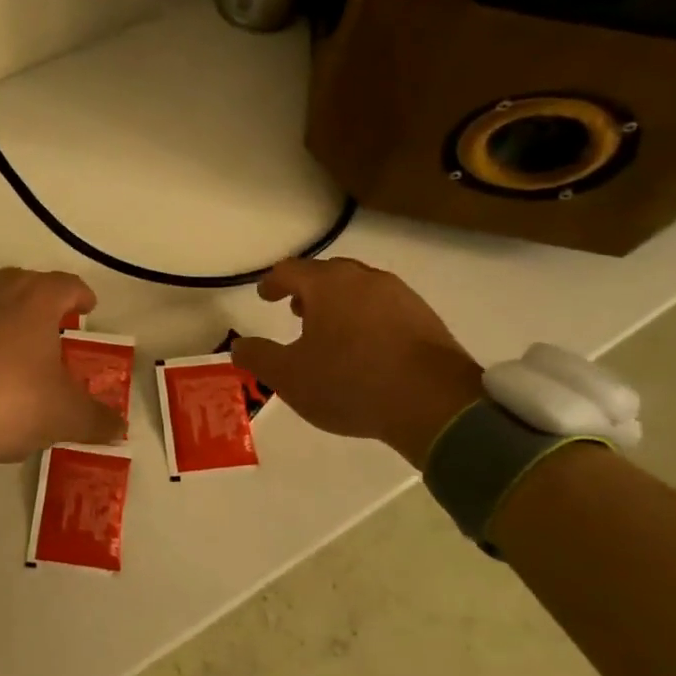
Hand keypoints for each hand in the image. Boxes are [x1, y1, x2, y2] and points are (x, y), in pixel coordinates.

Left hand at [0, 268, 124, 465]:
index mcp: (36, 299)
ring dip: (4, 314)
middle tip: (52, 325)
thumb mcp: (63, 416)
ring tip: (12, 343)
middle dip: (42, 301)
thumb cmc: (8, 401)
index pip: (67, 284)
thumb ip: (96, 420)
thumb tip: (120, 427)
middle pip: (26, 283)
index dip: (81, 296)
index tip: (88, 308)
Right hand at [230, 258, 482, 467]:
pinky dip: (367, 318)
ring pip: (359, 289)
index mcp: (327, 284)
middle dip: (308, 290)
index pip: (290, 270)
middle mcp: (363, 279)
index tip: (265, 295)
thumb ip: (258, 357)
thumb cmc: (350, 383)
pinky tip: (367, 347)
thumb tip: (240, 346)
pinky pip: (385, 308)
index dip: (273, 282)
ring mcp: (400, 295)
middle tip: (296, 311)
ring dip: (339, 303)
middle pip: (327, 274)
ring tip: (331, 331)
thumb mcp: (289, 377)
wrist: (435, 405)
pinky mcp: (426, 317)